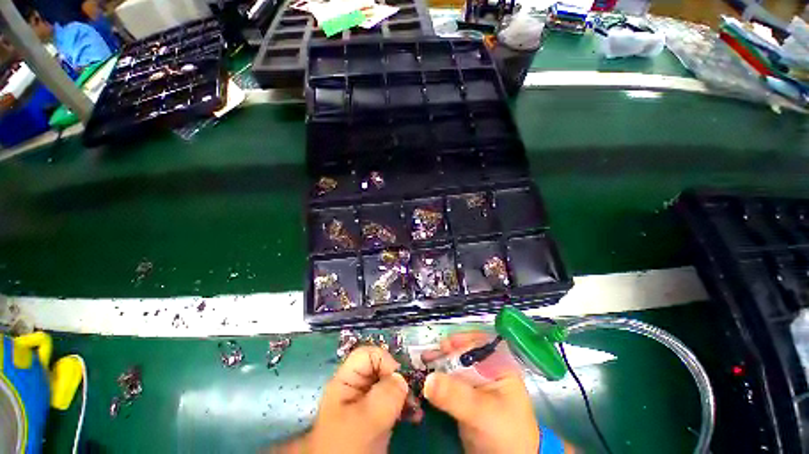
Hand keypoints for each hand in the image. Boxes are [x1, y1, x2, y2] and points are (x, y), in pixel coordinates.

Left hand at [276, 346, 408, 453]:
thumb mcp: (365, 420)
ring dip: (405, 393)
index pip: (367, 355)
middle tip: (413, 395)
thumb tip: (402, 379)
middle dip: (399, 378)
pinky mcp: (376, 418)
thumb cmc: (347, 447)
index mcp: (346, 381)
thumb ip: (385, 395)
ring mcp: (367, 403)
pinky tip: (414, 416)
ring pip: (390, 385)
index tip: (399, 378)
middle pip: (380, 368)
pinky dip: (405, 406)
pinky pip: (393, 402)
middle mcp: (357, 388)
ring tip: (416, 408)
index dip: (384, 360)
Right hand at [422, 332, 539, 453]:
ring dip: (440, 364)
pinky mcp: (466, 398)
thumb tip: (428, 380)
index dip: (462, 340)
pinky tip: (427, 378)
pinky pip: (451, 383)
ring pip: (456, 367)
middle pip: (465, 353)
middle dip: (446, 352)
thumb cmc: (505, 434)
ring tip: (424, 363)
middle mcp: (488, 371)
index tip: (444, 344)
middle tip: (428, 355)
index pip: (480, 342)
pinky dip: (439, 379)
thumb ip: (456, 395)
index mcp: (500, 366)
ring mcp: (476, 384)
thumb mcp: (482, 412)